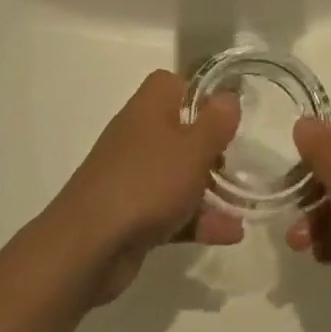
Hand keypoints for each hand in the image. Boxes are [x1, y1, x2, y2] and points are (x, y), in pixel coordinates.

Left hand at [45, 71, 241, 305]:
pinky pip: (171, 208)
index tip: (225, 114)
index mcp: (150, 107)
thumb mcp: (194, 148)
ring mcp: (133, 176)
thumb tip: (230, 97)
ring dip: (209, 187)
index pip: (175, 83)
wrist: (87, 247)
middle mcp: (139, 134)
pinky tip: (230, 233)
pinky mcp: (131, 214)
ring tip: (243, 204)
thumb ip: (217, 122)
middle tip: (237, 160)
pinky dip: (197, 219)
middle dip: (211, 147)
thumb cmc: (146, 182)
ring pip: (178, 172)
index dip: (201, 93)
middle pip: (181, 130)